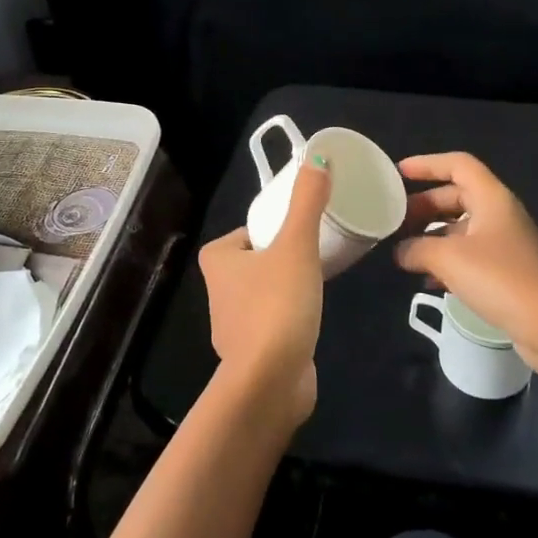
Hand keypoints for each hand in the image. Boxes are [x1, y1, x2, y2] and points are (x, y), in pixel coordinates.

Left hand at [196, 156, 328, 425]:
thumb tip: (319, 157)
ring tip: (319, 280)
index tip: (300, 228)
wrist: (271, 380)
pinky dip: (290, 315)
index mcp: (218, 261)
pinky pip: (273, 321)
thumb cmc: (277, 304)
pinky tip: (312, 317)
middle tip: (316, 249)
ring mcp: (233, 325)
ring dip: (287, 286)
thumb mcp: (296, 245)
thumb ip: (307, 202)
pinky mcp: (252, 351)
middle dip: (282, 255)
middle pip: (255, 260)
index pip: (246, 232)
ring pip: (263, 291)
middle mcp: (218, 291)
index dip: (271, 227)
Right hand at [394, 152, 537, 385]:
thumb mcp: (449, 258)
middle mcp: (499, 216)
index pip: (457, 165)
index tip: (398, 175)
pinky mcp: (506, 274)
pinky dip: (445, 263)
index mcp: (491, 199)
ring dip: (431, 237)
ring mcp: (504, 246)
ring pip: (460, 230)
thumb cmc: (502, 279)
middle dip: (423, 206)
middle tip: (394, 220)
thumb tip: (400, 251)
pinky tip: (426, 280)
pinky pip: (468, 258)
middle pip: (456, 197)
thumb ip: (417, 248)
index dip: (427, 165)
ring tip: (402, 251)